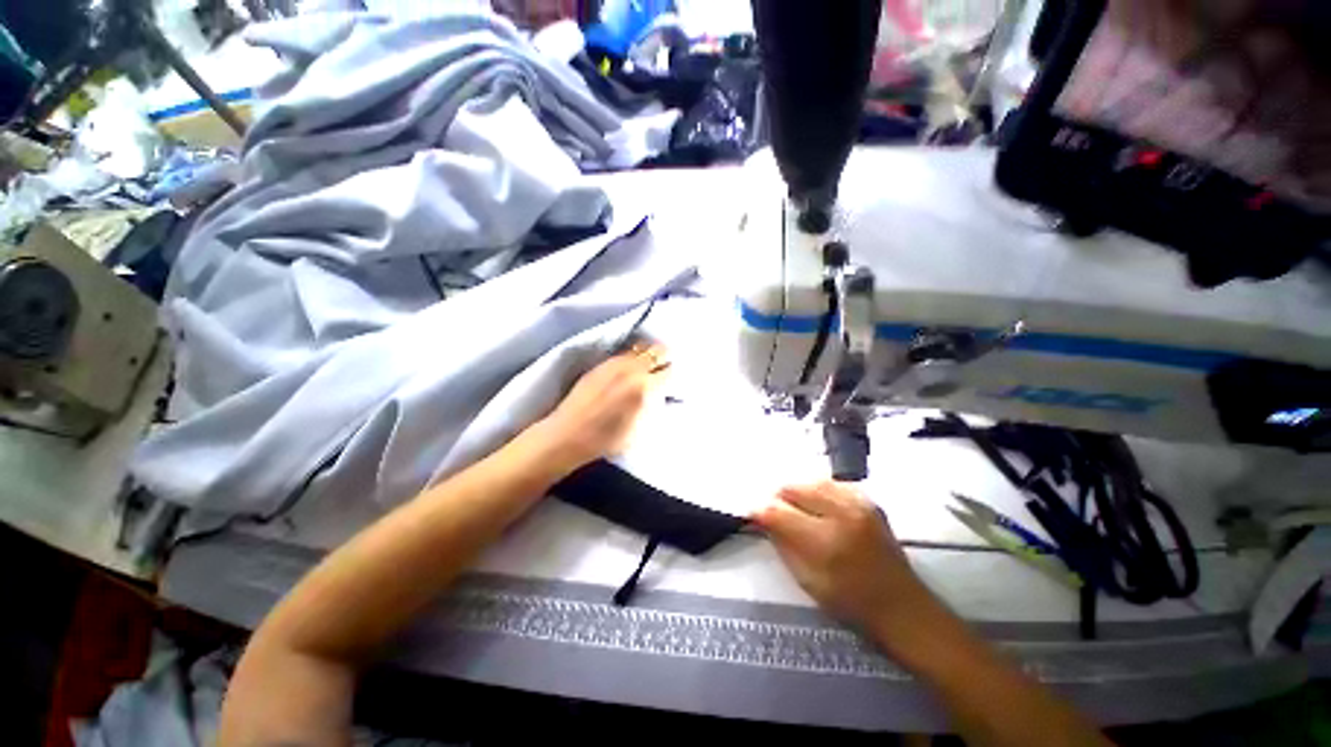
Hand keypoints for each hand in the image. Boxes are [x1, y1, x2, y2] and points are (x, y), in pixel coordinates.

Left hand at [537, 342, 668, 471]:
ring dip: (649, 354)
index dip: (672, 375)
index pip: (668, 371)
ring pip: (641, 348)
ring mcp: (615, 364)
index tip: (671, 380)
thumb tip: (661, 392)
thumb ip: (654, 405)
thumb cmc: (607, 440)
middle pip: (657, 352)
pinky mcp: (601, 364)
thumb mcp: (641, 428)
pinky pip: (625, 352)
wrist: (569, 434)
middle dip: (664, 359)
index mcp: (644, 388)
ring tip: (650, 363)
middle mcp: (632, 370)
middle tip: (665, 366)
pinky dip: (633, 355)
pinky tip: (632, 364)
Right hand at [752, 481, 937, 640]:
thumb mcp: (807, 580)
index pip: (778, 512)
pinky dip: (817, 490)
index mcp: (824, 542)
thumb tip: (763, 518)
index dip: (759, 510)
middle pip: (793, 488)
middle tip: (774, 512)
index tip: (752, 514)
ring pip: (811, 481)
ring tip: (793, 506)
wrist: (903, 607)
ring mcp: (858, 504)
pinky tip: (816, 504)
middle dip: (777, 498)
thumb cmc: (851, 603)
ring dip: (797, 492)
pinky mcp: (868, 501)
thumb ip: (782, 544)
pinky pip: (831, 484)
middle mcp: (841, 515)